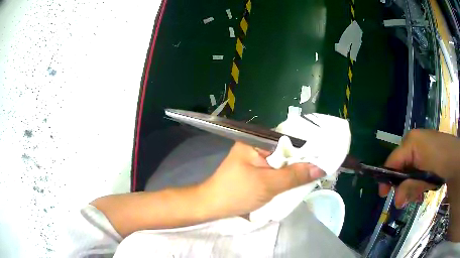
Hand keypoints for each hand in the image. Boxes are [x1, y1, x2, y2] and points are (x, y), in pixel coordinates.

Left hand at [198, 142, 324, 218]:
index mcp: (255, 141)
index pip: (288, 139)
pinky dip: (284, 177)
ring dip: (294, 171)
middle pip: (286, 151)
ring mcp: (255, 159)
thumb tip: (321, 167)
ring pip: (281, 162)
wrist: (212, 206)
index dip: (306, 148)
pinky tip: (295, 182)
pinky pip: (275, 171)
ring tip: (311, 176)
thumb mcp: (269, 184)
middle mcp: (256, 146)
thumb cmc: (236, 193)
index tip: (324, 156)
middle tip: (320, 169)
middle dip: (301, 161)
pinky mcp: (255, 171)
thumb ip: (295, 175)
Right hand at [379, 129, 459, 207]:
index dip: (386, 179)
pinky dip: (419, 182)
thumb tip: (396, 202)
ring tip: (419, 195)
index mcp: (411, 142)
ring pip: (409, 171)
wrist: (456, 158)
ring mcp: (421, 147)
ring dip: (412, 186)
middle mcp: (414, 142)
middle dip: (403, 186)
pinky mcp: (427, 154)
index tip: (383, 196)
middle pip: (400, 167)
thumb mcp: (425, 177)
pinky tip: (424, 188)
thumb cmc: (441, 162)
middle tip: (407, 200)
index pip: (392, 161)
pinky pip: (417, 169)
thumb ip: (410, 187)